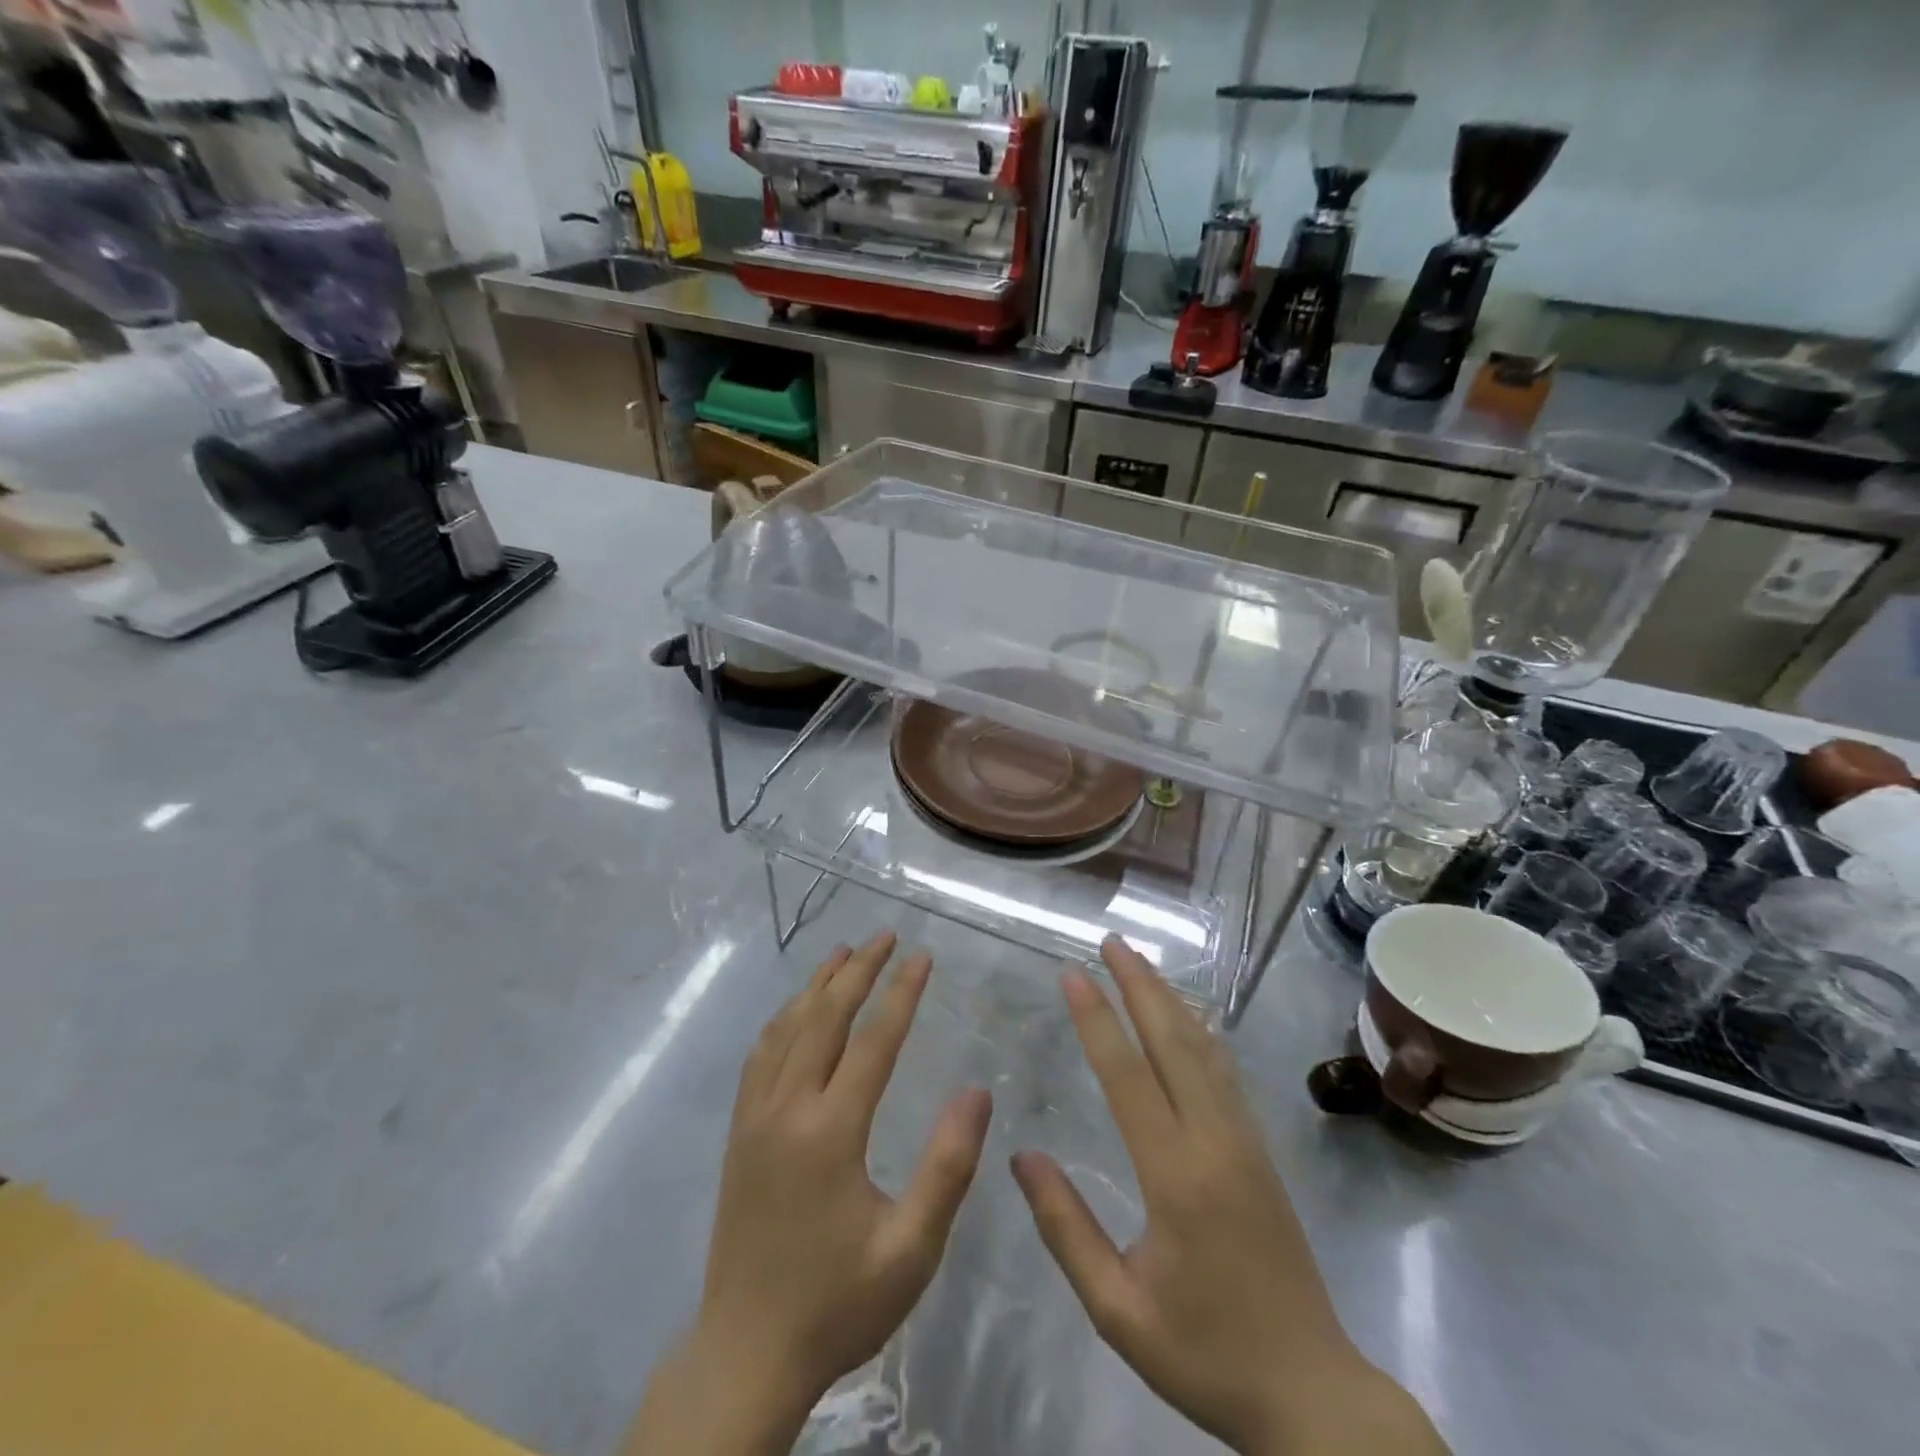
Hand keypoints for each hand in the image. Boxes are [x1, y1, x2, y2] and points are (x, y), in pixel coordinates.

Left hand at [627, 932, 991, 1455]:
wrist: (745, 1354)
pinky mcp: (738, 1133)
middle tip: (884, 936)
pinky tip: (795, 1012)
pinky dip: (783, 1019)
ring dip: (817, 986)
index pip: (873, 1041)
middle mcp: (787, 1109)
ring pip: (786, 1029)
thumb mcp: (911, 1249)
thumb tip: (978, 1091)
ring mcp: (755, 1118)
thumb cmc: (838, 1303)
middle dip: (857, 971)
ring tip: (842, 954)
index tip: (922, 956)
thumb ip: (947, 1167)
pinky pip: (760, 1056)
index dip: (901, 993)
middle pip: (824, 1018)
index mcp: (830, 1132)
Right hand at [1011, 938, 1446, 1455]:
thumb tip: (1021, 1157)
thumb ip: (1066, 1230)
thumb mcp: (1119, 1311)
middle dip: (1139, 985)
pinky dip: (1199, 1030)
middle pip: (1172, 1042)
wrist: (1313, 1393)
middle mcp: (1214, 1141)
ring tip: (1140, 962)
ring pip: (1203, 1049)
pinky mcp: (1260, 1150)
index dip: (1097, 1019)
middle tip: (1110, 942)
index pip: (1127, 1075)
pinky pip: (1224, 1072)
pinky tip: (1187, 1017)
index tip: (1073, 973)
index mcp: (1175, 1177)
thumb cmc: (1207, 1356)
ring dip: (1169, 999)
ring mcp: (1244, 1141)